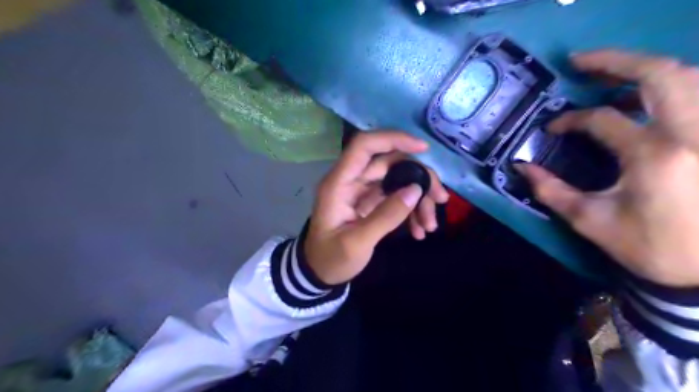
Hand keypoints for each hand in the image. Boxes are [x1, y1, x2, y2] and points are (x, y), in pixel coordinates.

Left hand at [305, 132, 447, 284]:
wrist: (320, 273)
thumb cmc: (331, 258)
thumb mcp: (357, 243)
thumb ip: (385, 216)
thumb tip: (415, 190)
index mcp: (339, 183)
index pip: (364, 146)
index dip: (393, 139)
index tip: (424, 149)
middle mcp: (351, 180)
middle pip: (390, 163)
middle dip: (419, 178)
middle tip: (440, 199)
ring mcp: (362, 191)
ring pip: (397, 180)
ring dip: (418, 198)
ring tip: (430, 225)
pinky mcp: (371, 202)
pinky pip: (395, 196)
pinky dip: (410, 209)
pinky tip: (419, 230)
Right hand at [518, 50, 698, 286]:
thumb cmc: (650, 245)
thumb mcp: (590, 221)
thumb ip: (551, 191)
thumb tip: (520, 168)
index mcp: (654, 155)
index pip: (602, 119)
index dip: (570, 120)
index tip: (552, 129)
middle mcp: (693, 132)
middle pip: (660, 74)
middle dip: (614, 61)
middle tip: (580, 62)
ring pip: (691, 77)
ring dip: (646, 70)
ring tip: (613, 76)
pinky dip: (675, 86)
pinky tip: (650, 96)